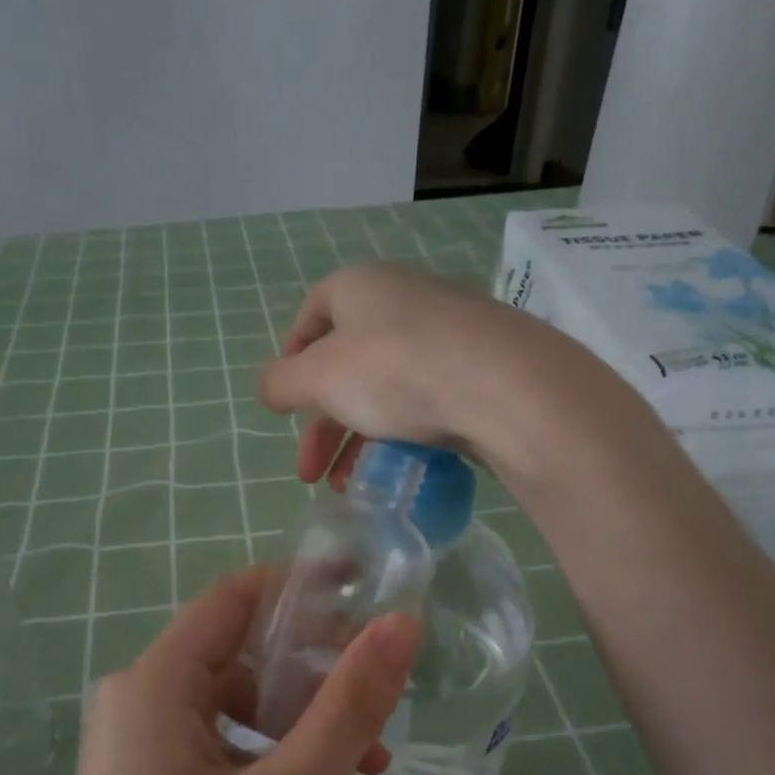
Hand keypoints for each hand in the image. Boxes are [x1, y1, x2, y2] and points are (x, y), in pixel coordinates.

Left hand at [35, 569, 419, 774]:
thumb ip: (346, 709)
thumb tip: (401, 625)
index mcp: (154, 685)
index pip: (235, 598)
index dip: (304, 588)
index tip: (371, 595)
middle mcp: (144, 705)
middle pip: (246, 660)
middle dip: (319, 682)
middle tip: (384, 710)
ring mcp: (148, 755)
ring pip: (247, 717)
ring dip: (310, 739)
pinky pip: (232, 761)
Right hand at [256, 261, 591, 488]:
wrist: (506, 387)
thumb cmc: (395, 370)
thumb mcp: (319, 378)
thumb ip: (281, 383)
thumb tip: (268, 388)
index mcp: (361, 287)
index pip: (312, 313)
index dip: (291, 357)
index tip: (285, 402)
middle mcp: (403, 301)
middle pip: (347, 363)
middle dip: (321, 424)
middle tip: (308, 472)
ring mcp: (448, 335)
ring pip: (385, 389)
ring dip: (357, 441)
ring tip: (346, 488)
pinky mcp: (479, 370)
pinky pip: (425, 402)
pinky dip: (400, 436)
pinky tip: (394, 472)